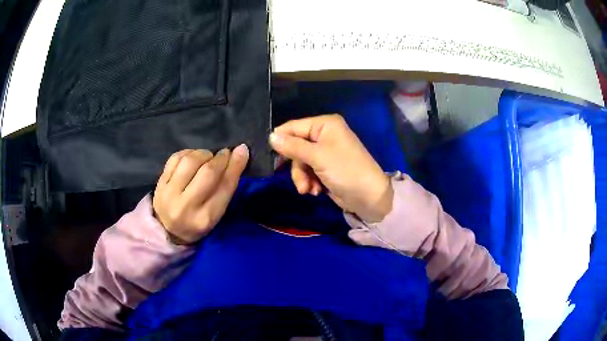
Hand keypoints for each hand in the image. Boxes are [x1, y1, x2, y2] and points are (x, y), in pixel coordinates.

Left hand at [153, 145, 248, 243]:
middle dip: (219, 158)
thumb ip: (227, 186)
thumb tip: (240, 152)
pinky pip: (175, 158)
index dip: (235, 166)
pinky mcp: (160, 183)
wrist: (167, 231)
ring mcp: (169, 194)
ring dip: (203, 154)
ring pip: (190, 161)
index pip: (224, 187)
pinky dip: (188, 153)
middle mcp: (186, 207)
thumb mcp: (216, 213)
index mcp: (205, 219)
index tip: (242, 150)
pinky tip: (193, 157)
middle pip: (207, 173)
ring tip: (208, 157)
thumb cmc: (197, 223)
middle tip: (224, 154)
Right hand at [269, 114, 391, 222]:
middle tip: (299, 182)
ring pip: (300, 162)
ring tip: (308, 190)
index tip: (270, 156)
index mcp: (325, 124)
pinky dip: (309, 182)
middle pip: (295, 146)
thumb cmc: (345, 171)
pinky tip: (315, 191)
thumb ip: (293, 146)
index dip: (281, 140)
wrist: (369, 197)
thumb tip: (270, 136)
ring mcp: (325, 152)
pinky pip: (308, 171)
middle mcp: (325, 135)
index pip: (294, 127)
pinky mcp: (326, 168)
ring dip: (302, 178)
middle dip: (296, 167)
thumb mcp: (317, 157)